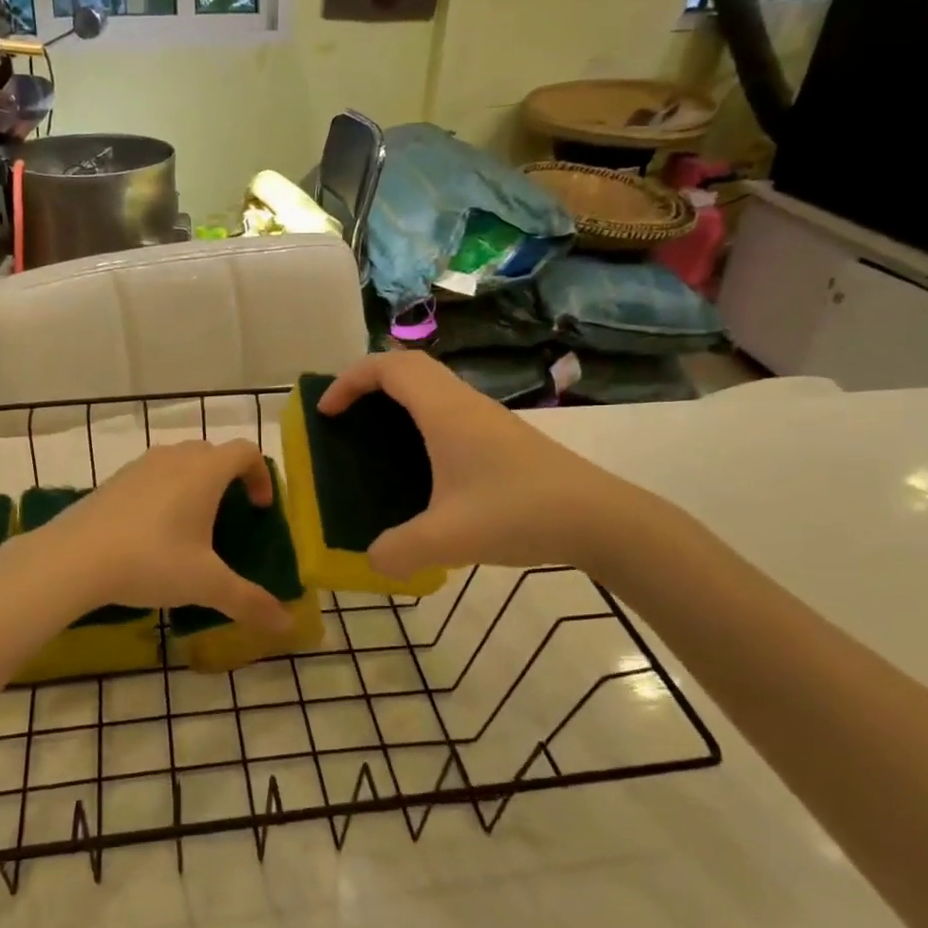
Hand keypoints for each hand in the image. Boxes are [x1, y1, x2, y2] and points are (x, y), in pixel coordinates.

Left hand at [37, 441, 293, 631]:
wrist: (74, 558)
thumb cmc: (151, 561)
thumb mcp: (205, 584)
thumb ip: (249, 601)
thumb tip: (287, 623)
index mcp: (205, 471)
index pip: (246, 451)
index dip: (261, 474)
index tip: (260, 508)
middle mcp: (175, 458)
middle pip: (213, 452)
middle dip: (229, 478)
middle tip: (230, 516)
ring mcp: (141, 465)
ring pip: (180, 461)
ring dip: (195, 483)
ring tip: (192, 524)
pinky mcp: (114, 480)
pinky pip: (152, 475)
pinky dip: (165, 491)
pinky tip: (153, 532)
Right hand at [320, 351, 653, 575]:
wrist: (601, 519)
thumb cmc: (520, 513)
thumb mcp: (449, 539)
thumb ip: (399, 551)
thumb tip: (372, 560)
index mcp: (445, 412)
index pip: (389, 367)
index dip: (349, 380)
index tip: (326, 411)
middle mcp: (464, 404)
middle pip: (409, 368)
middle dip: (368, 383)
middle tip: (345, 417)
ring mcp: (486, 419)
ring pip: (431, 388)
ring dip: (396, 401)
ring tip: (373, 440)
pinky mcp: (501, 439)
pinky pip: (447, 411)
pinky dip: (419, 421)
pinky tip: (420, 468)